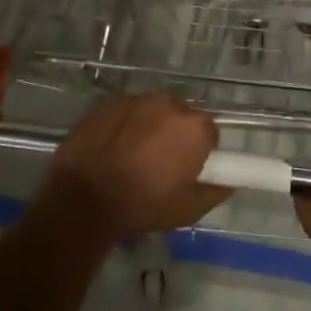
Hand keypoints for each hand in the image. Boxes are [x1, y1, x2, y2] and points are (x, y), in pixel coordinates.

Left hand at [41, 93, 228, 235]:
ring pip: (152, 112)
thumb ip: (214, 192)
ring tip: (132, 157)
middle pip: (181, 117)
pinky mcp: (108, 103)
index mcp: (194, 127)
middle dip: (175, 136)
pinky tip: (111, 149)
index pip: (210, 132)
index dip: (201, 151)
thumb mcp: (187, 210)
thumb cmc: (141, 205)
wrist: (82, 199)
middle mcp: (170, 104)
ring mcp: (137, 100)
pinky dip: (124, 126)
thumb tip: (228, 182)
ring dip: (149, 128)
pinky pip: (126, 112)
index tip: (187, 169)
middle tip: (160, 165)